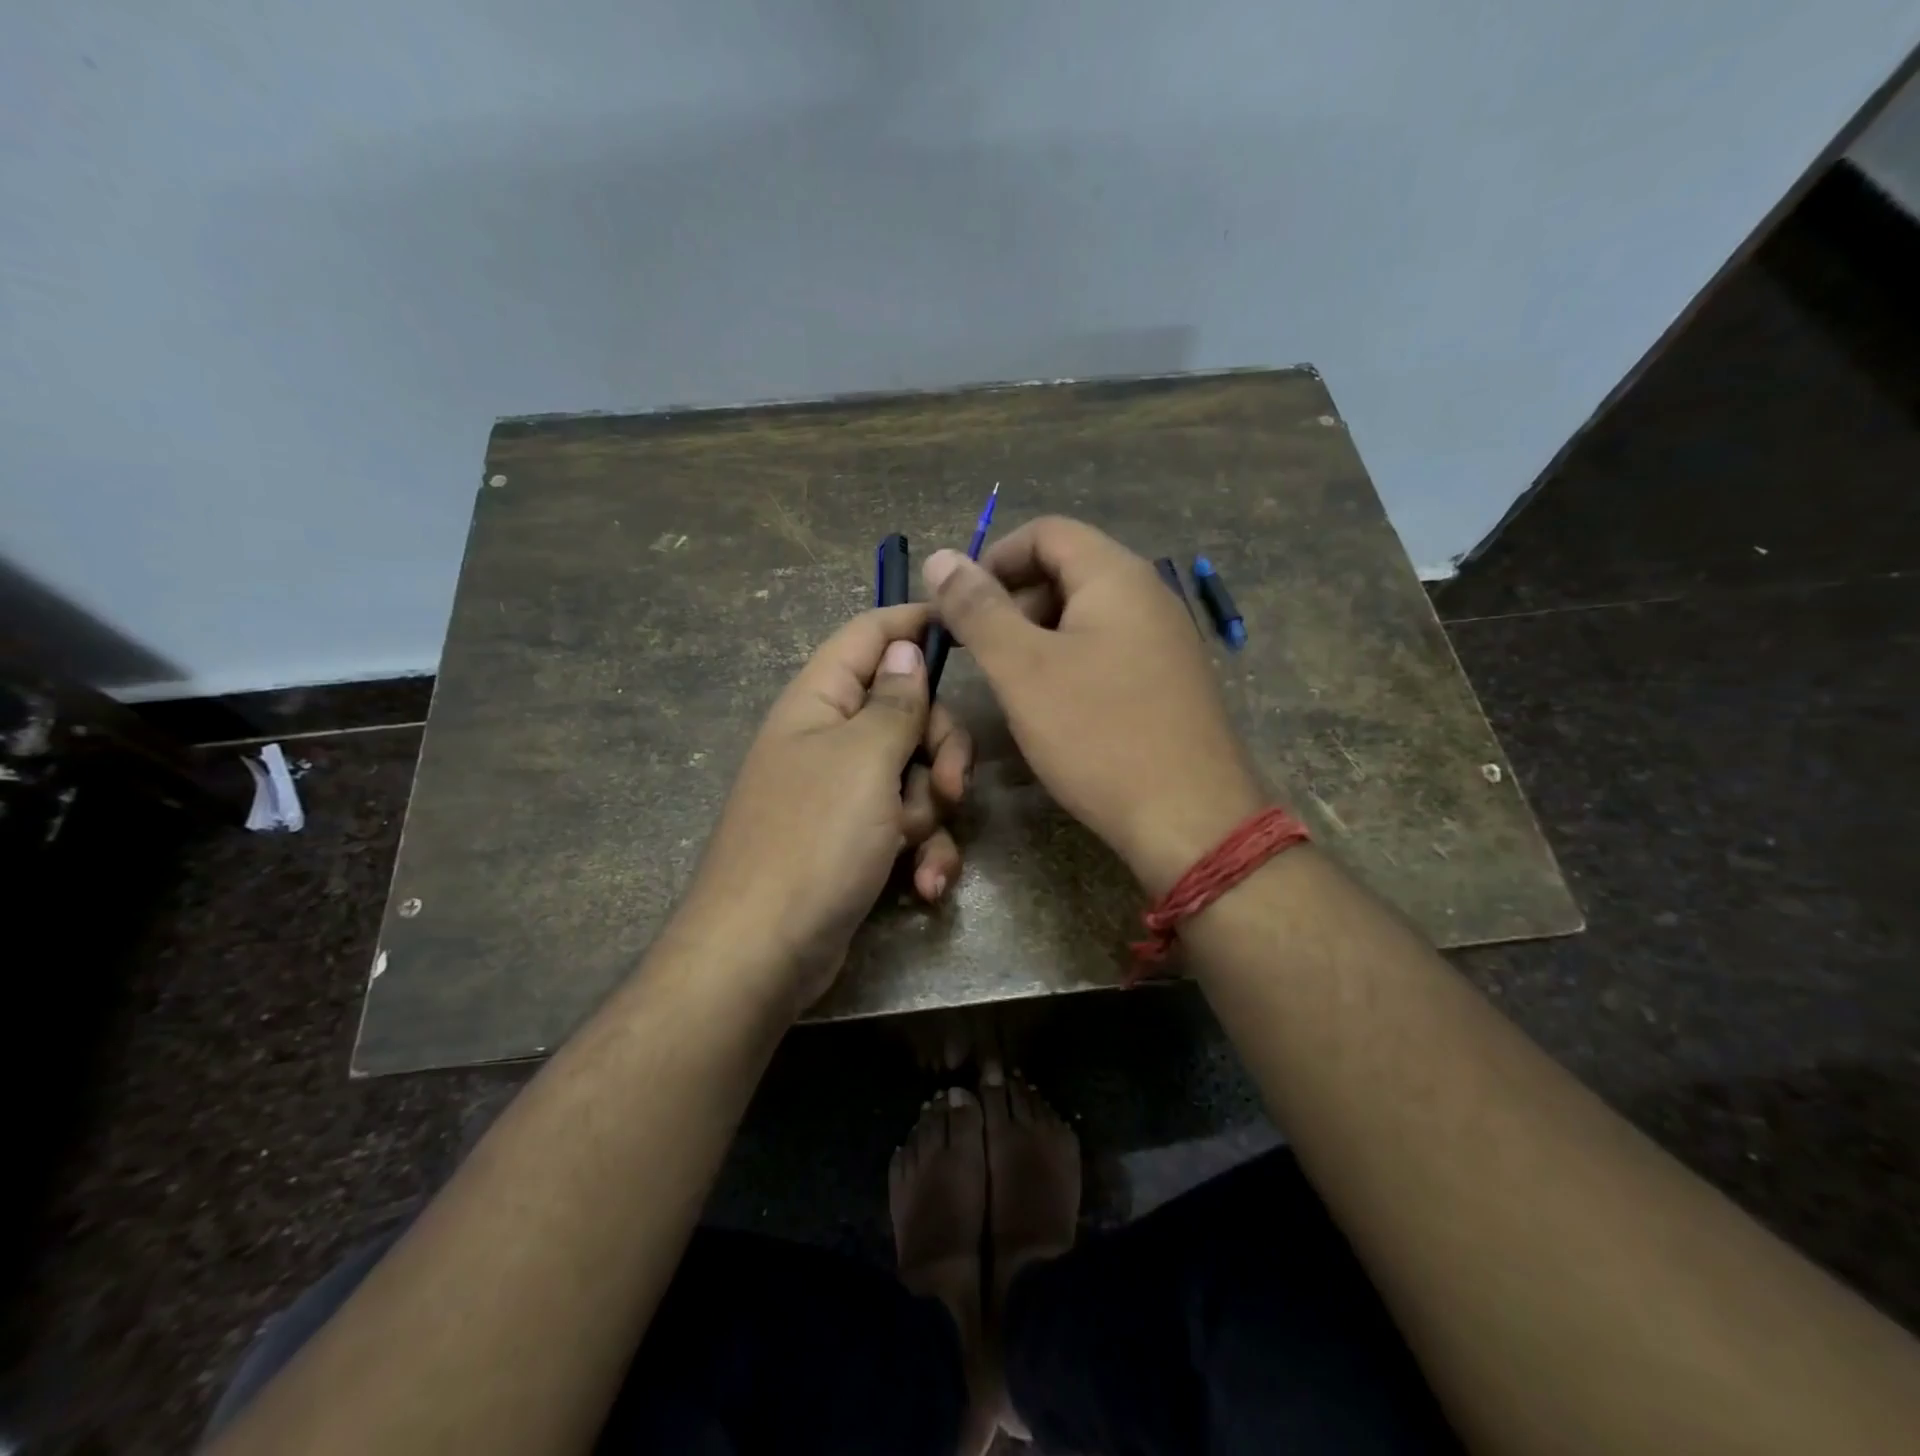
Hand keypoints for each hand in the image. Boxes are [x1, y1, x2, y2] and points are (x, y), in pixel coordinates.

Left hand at [677, 604, 971, 1011]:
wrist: (762, 954)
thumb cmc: (813, 841)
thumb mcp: (864, 760)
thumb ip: (895, 701)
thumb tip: (905, 648)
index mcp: (819, 703)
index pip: (868, 635)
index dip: (915, 625)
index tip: (967, 630)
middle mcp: (830, 741)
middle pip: (908, 711)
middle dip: (941, 748)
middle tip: (954, 785)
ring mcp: (843, 795)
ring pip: (916, 775)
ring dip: (932, 812)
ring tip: (920, 849)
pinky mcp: (856, 842)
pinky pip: (906, 827)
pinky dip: (923, 852)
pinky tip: (927, 885)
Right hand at [925, 517, 1262, 894]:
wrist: (1189, 820)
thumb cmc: (1099, 735)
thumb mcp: (1023, 669)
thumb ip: (978, 610)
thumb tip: (940, 558)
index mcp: (1116, 576)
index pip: (1046, 532)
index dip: (994, 559)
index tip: (960, 606)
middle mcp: (1148, 594)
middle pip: (1067, 570)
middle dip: (1014, 601)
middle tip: (981, 653)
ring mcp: (1165, 639)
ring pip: (1085, 615)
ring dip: (1038, 637)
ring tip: (1012, 685)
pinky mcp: (1169, 680)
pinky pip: (1107, 650)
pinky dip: (1069, 663)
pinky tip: (1054, 707)